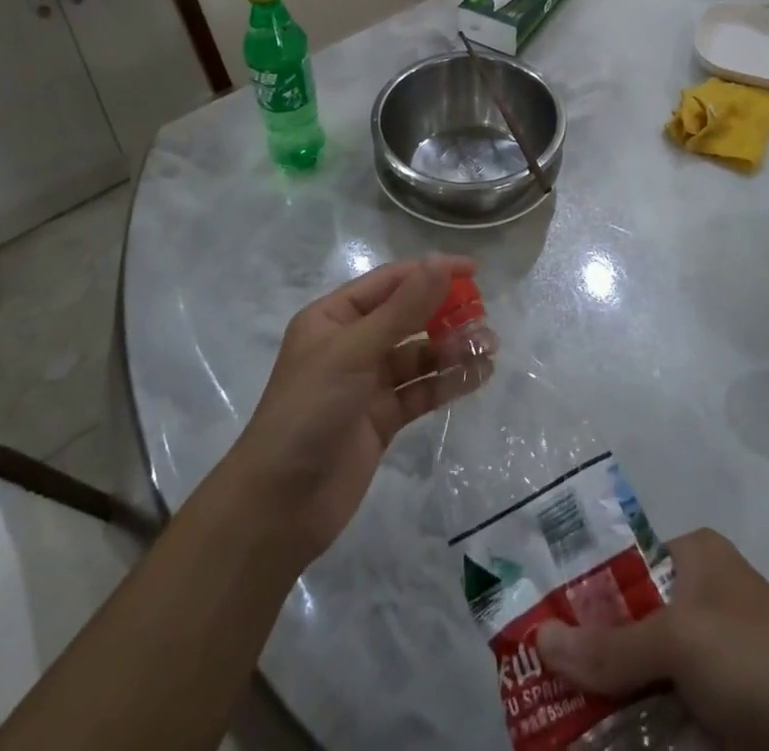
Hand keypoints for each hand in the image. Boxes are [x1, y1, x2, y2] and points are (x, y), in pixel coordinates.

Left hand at [225, 254, 491, 567]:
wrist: (279, 505)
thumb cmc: (309, 410)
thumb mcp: (354, 351)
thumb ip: (402, 309)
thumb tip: (439, 263)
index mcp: (334, 317)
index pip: (390, 282)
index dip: (430, 272)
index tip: (473, 270)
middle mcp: (351, 343)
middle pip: (407, 316)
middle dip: (445, 312)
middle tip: (484, 314)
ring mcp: (367, 382)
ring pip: (418, 354)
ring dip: (452, 347)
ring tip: (490, 346)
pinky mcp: (382, 418)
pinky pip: (421, 390)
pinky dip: (448, 381)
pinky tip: (478, 375)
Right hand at [536, 529, 768, 750]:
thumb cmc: (757, 663)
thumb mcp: (680, 642)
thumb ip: (611, 646)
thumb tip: (538, 639)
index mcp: (694, 558)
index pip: (621, 566)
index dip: (579, 593)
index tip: (536, 624)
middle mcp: (699, 599)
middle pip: (626, 623)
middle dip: (586, 655)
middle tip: (534, 679)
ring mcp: (711, 660)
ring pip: (640, 674)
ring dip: (604, 700)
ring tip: (550, 719)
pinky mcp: (721, 713)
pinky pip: (662, 713)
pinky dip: (632, 728)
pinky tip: (594, 740)